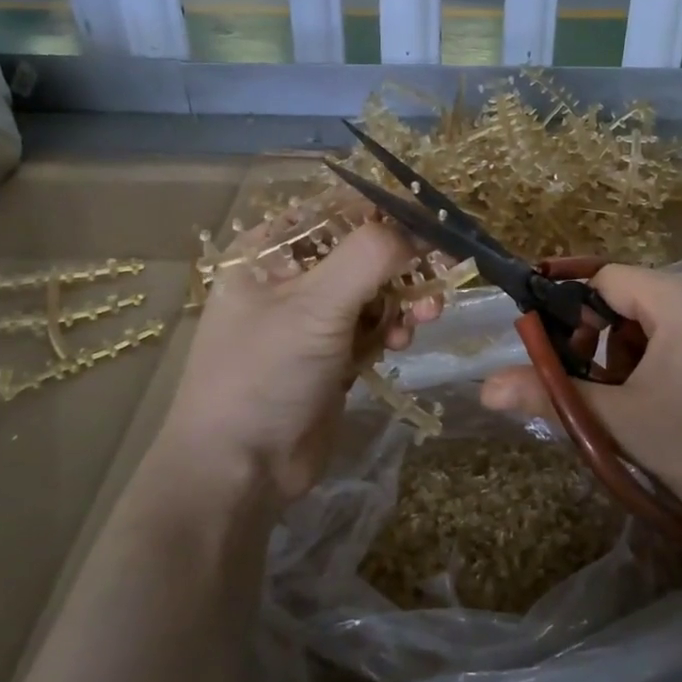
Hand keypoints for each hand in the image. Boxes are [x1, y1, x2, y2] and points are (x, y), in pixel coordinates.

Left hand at [157, 214, 440, 506]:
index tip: (433, 226)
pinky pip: (373, 327)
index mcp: (269, 251)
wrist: (241, 469)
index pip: (337, 212)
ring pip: (374, 291)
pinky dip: (391, 331)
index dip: (387, 215)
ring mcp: (311, 319)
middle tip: (439, 277)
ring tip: (423, 319)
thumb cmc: (265, 374)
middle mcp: (290, 278)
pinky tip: (398, 346)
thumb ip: (370, 256)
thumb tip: (419, 228)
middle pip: (362, 252)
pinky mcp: (331, 355)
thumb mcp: (315, 306)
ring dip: (403, 301)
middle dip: (403, 265)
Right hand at [481, 265, 681, 538]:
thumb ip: (551, 394)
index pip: (606, 280)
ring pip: (666, 320)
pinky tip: (679, 408)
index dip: (572, 315)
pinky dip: (672, 361)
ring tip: (639, 406)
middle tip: (603, 392)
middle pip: (636, 299)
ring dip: (636, 355)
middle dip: (605, 342)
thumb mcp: (620, 421)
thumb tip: (485, 388)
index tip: (562, 361)